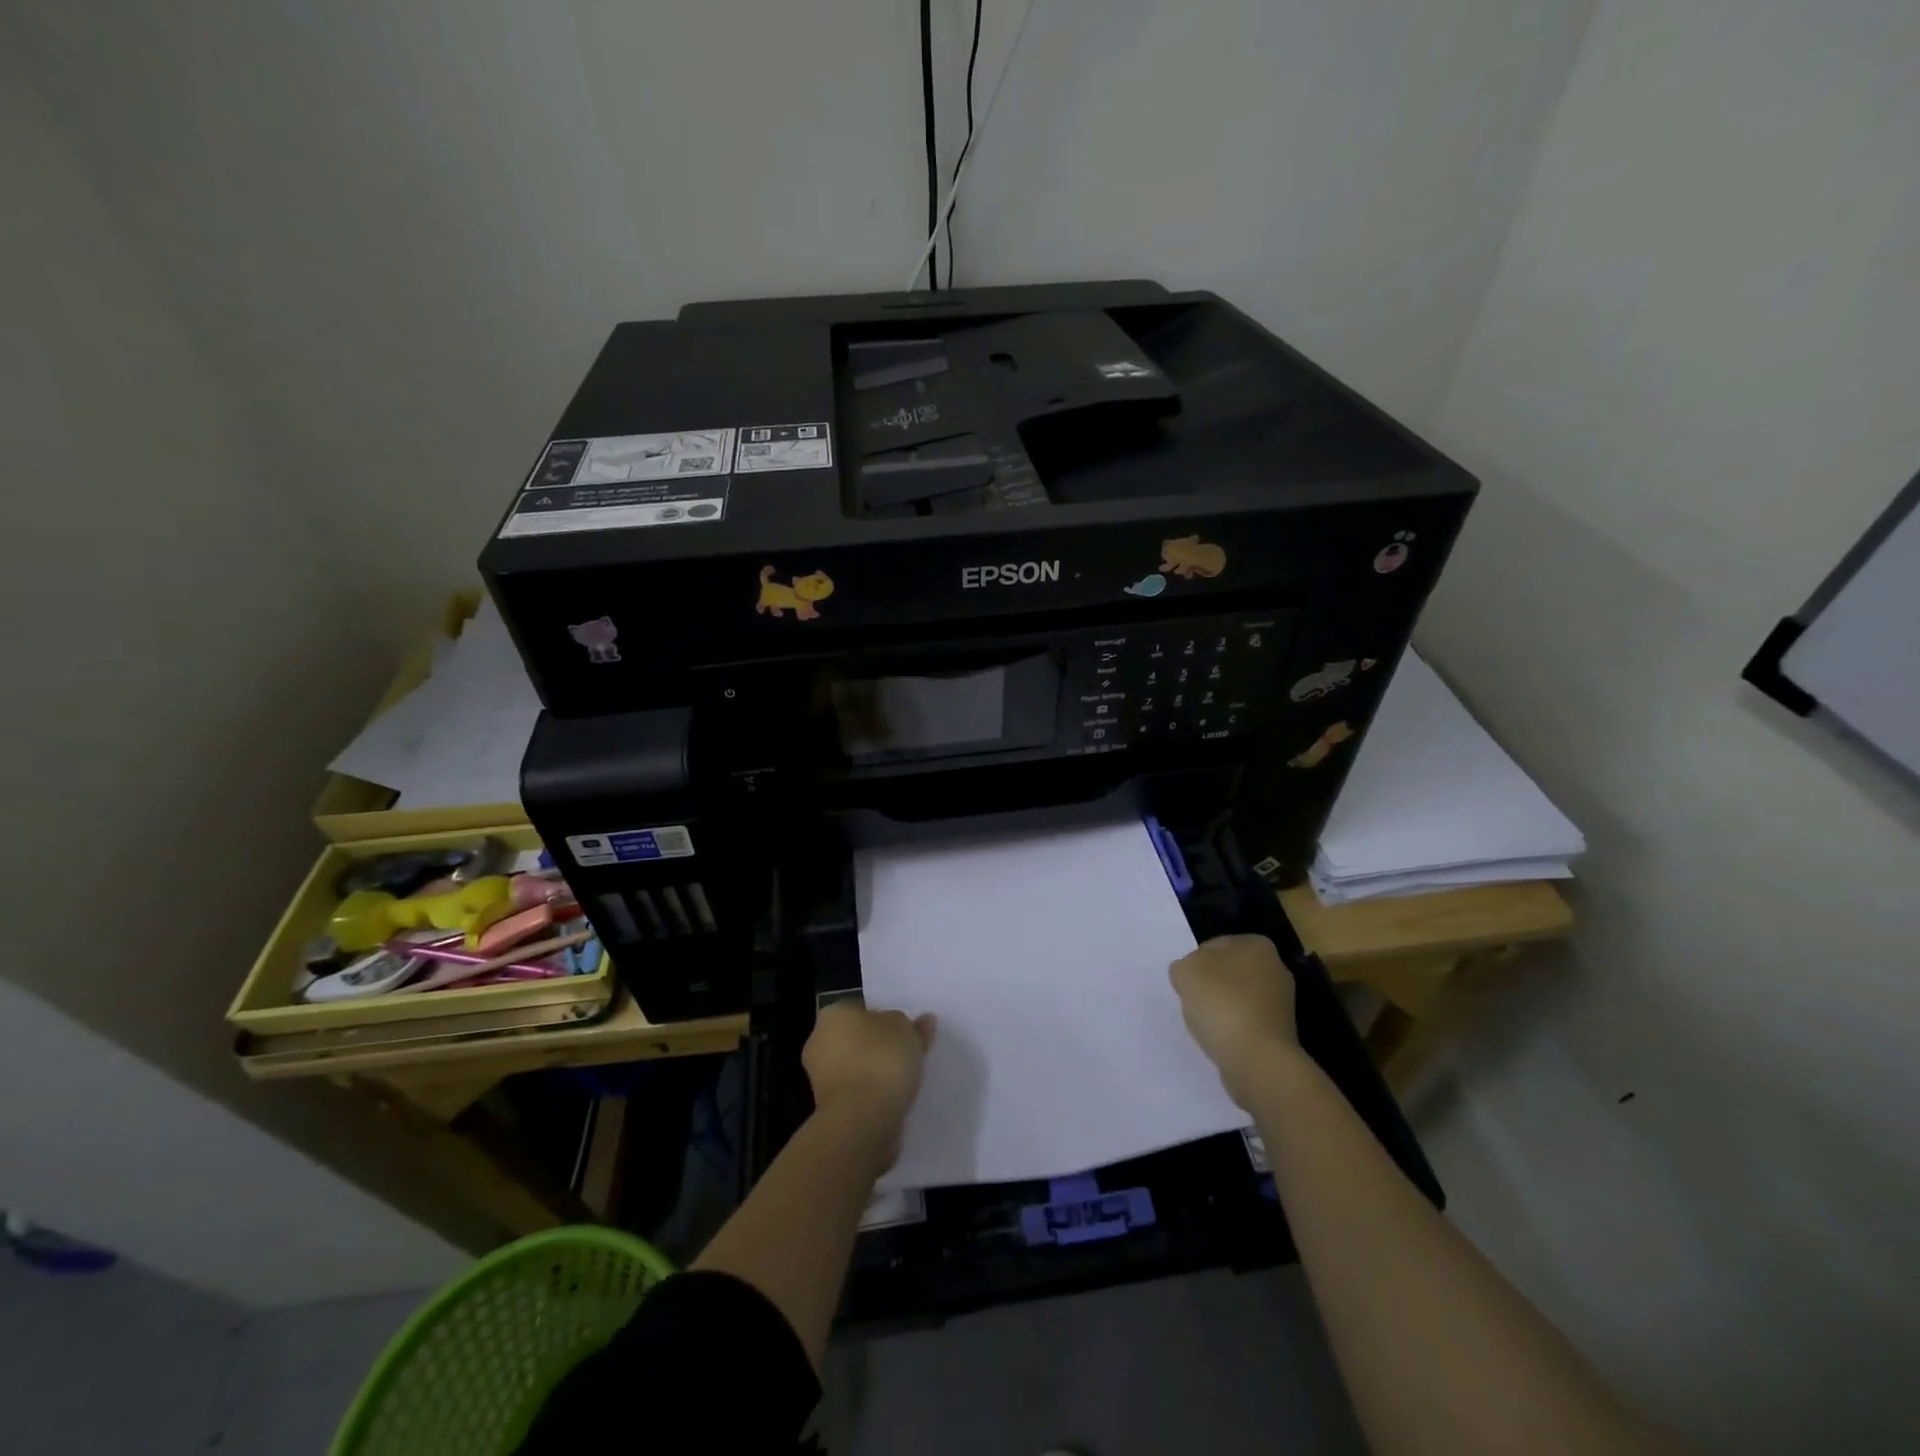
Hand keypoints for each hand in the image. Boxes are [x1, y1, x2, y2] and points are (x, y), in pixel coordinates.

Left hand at [802, 1002, 935, 1166]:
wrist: (862, 1119)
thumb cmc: (881, 1060)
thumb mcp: (907, 1031)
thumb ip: (914, 1026)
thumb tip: (924, 1021)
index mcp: (833, 1014)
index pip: (860, 1009)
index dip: (884, 1019)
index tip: (904, 1032)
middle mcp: (820, 1042)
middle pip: (857, 1039)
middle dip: (878, 1047)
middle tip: (908, 1054)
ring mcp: (821, 1079)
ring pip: (856, 1069)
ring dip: (875, 1074)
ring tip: (906, 1080)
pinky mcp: (829, 1110)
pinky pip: (857, 1094)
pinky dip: (873, 1096)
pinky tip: (895, 1100)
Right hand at [1170, 934, 1300, 1107]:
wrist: (1256, 1059)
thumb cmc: (1222, 1003)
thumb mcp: (1186, 971)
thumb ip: (1184, 966)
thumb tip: (1190, 975)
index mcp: (1257, 945)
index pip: (1215, 945)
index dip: (1195, 962)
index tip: (1187, 982)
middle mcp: (1276, 969)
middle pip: (1229, 972)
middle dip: (1211, 985)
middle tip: (1194, 1000)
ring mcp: (1281, 1004)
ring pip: (1237, 998)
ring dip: (1221, 1009)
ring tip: (1207, 1024)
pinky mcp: (1280, 1033)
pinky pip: (1246, 1023)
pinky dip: (1232, 1029)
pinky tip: (1221, 1039)